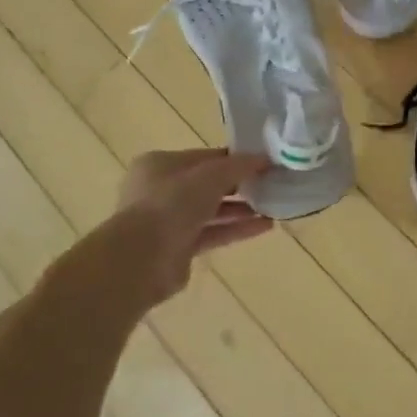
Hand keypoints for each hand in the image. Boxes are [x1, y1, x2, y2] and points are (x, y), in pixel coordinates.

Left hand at [103, 148, 273, 307]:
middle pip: (208, 184)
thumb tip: (265, 158)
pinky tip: (265, 226)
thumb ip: (239, 165)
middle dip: (240, 185)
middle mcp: (161, 190)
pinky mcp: (178, 249)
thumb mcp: (211, 175)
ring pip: (212, 210)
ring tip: (275, 206)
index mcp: (160, 164)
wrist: (141, 259)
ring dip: (242, 209)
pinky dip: (236, 229)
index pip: (205, 157)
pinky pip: (213, 233)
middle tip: (272, 184)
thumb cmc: (172, 203)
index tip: (264, 162)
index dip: (235, 158)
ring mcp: (169, 221)